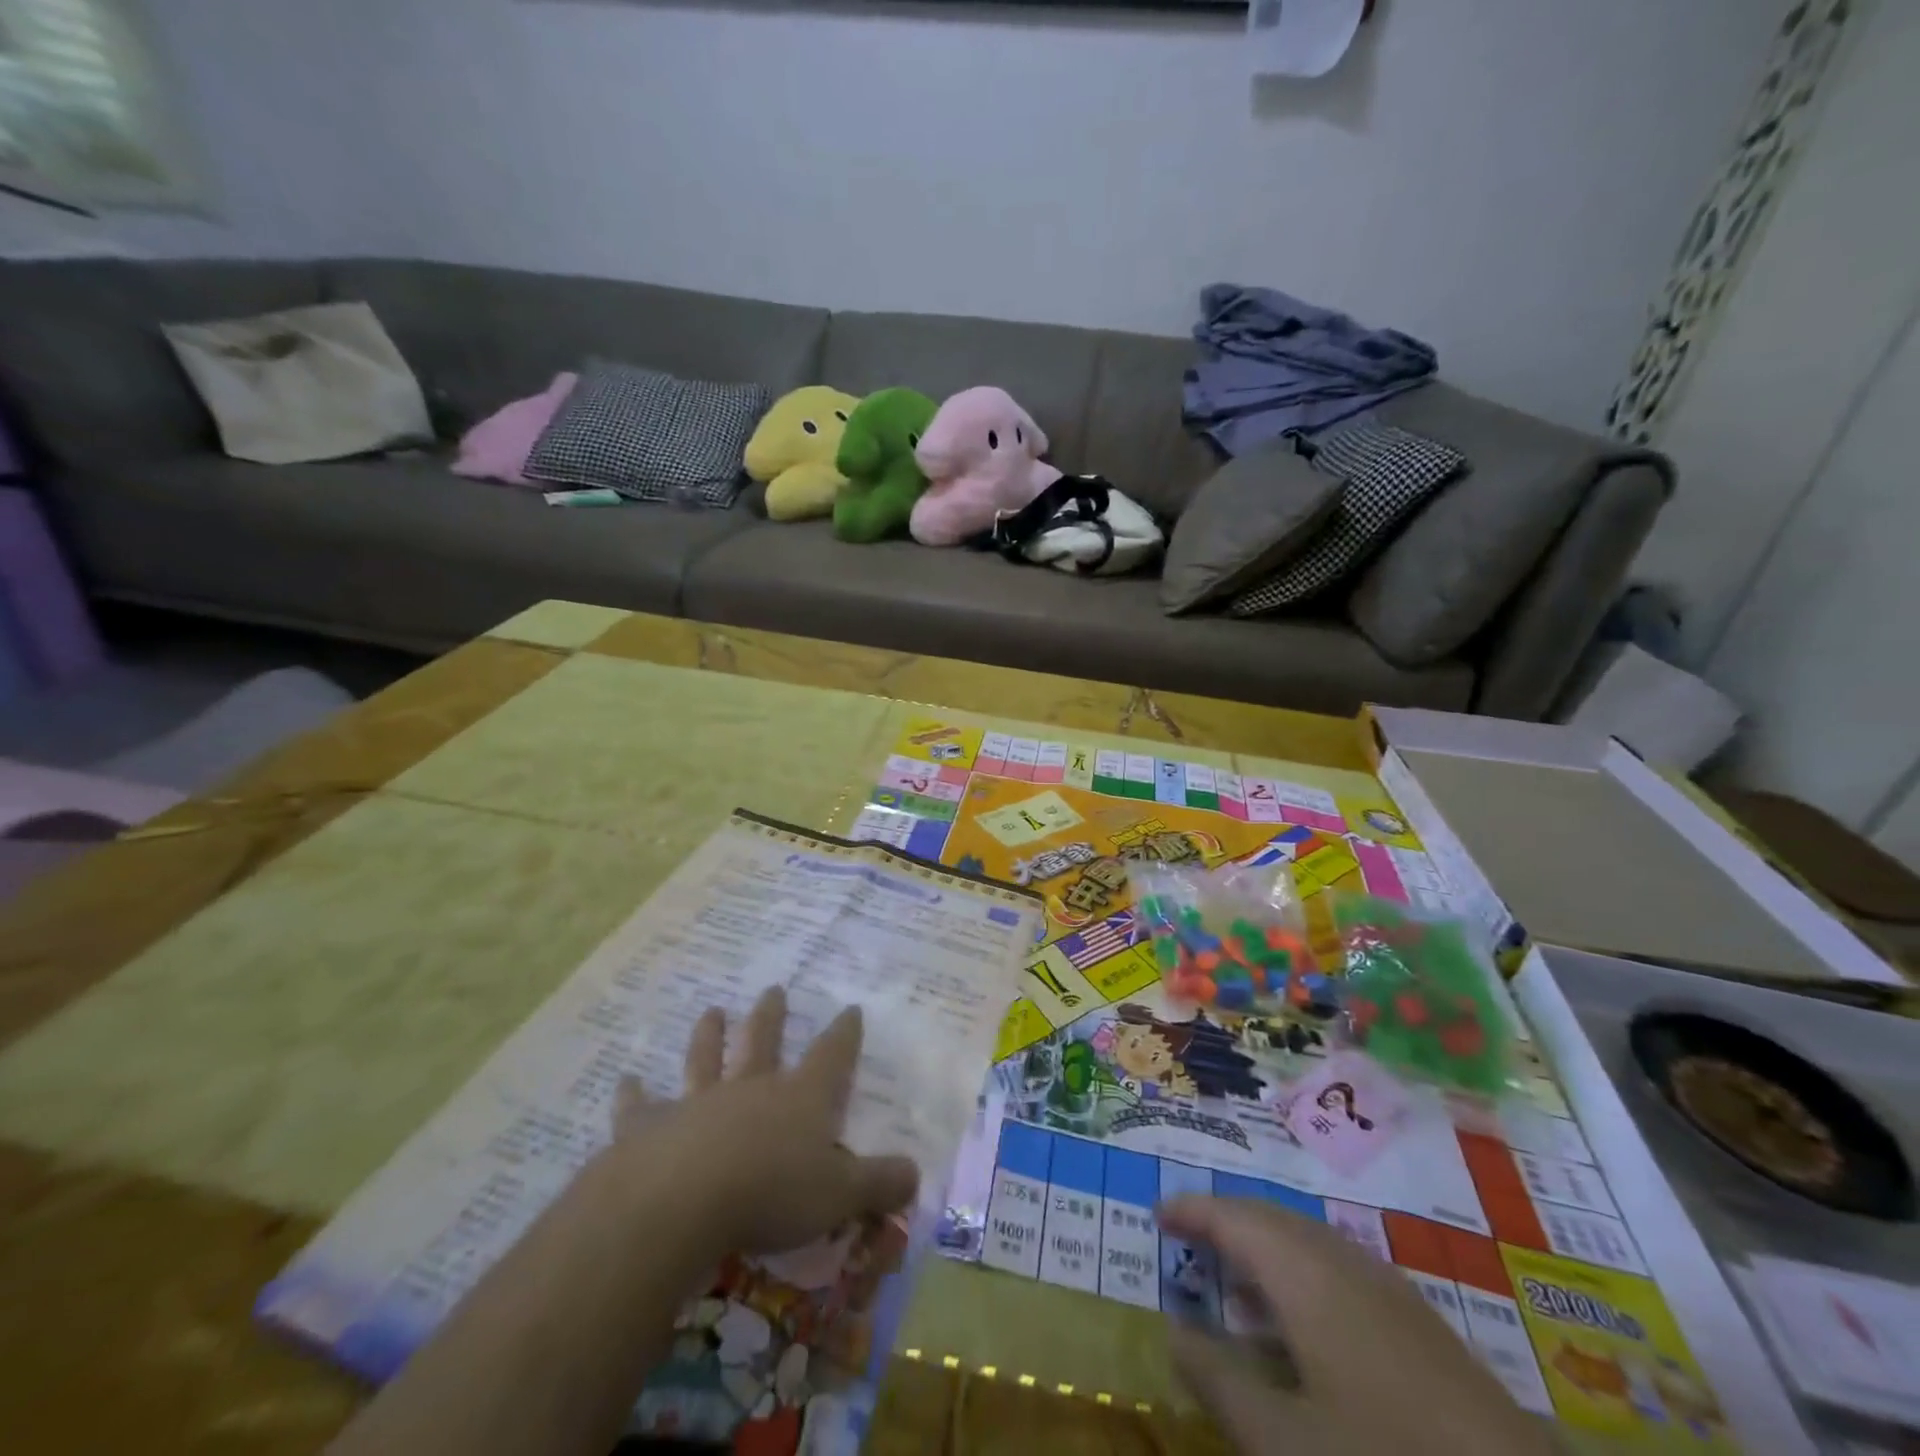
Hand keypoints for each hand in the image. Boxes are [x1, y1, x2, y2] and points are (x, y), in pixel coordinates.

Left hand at [613, 986, 919, 1256]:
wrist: (683, 1201)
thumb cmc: (772, 1193)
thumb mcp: (840, 1195)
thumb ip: (879, 1183)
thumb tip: (915, 1174)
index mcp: (800, 1098)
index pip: (831, 1056)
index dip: (844, 1033)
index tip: (850, 1008)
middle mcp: (752, 1088)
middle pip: (764, 1041)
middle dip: (771, 1015)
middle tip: (773, 989)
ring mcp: (699, 1102)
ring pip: (706, 1059)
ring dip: (709, 1035)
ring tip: (711, 1010)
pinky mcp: (651, 1126)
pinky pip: (640, 1106)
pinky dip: (632, 1094)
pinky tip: (624, 1081)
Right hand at [1157, 1197, 1555, 1455]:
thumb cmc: (1382, 1455)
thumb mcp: (1284, 1441)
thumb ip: (1219, 1382)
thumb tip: (1171, 1333)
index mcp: (1302, 1272)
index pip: (1232, 1217)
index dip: (1191, 1211)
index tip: (1156, 1214)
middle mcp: (1340, 1260)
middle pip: (1268, 1218)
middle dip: (1224, 1221)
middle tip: (1187, 1239)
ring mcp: (1384, 1285)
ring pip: (1304, 1240)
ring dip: (1262, 1246)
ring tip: (1232, 1278)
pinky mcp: (1414, 1318)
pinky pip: (1335, 1265)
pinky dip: (1298, 1270)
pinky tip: (1300, 1318)